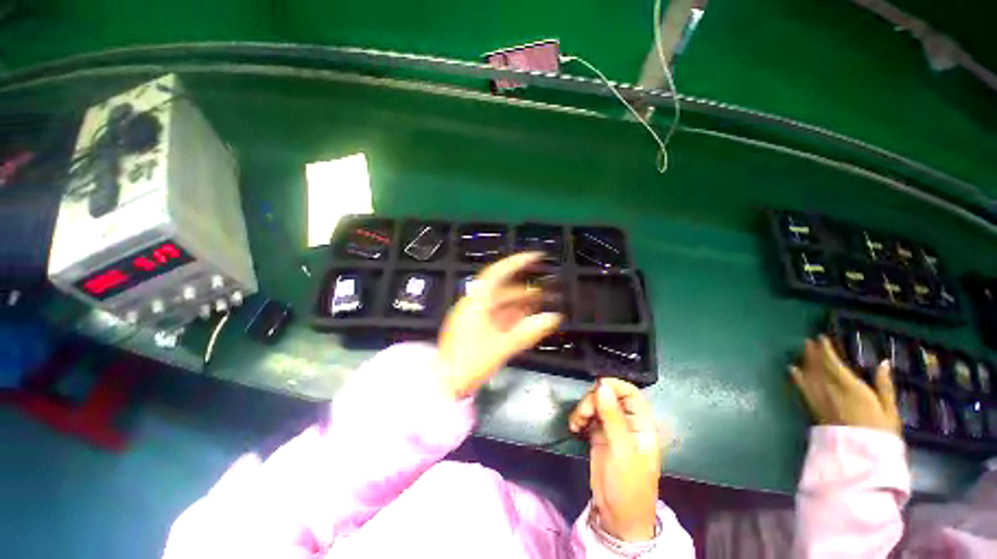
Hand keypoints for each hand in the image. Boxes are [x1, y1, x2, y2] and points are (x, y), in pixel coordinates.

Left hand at [438, 252, 561, 398]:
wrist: (444, 384)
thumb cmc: (470, 361)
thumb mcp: (501, 346)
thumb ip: (528, 331)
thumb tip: (553, 318)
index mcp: (476, 302)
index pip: (497, 273)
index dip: (517, 262)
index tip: (536, 257)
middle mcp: (474, 304)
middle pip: (502, 289)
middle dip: (524, 288)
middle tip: (545, 290)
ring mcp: (473, 316)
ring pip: (500, 303)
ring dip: (519, 302)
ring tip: (540, 303)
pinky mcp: (474, 328)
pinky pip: (496, 315)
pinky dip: (511, 315)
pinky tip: (525, 318)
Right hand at [569, 378, 660, 541]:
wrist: (618, 517)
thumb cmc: (629, 485)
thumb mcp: (622, 450)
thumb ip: (612, 416)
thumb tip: (602, 385)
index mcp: (641, 424)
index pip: (631, 393)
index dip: (615, 385)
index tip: (596, 385)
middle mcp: (626, 422)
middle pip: (609, 396)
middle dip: (593, 400)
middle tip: (583, 413)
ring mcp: (611, 429)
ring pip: (596, 405)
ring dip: (583, 409)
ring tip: (576, 423)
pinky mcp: (597, 435)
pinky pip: (587, 417)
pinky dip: (578, 418)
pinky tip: (574, 427)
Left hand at [790, 335, 901, 434]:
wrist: (860, 457)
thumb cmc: (880, 434)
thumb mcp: (889, 410)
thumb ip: (885, 386)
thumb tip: (883, 362)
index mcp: (851, 388)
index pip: (833, 363)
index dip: (826, 350)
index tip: (821, 338)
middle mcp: (831, 390)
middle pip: (818, 367)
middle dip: (813, 352)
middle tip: (809, 341)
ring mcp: (820, 400)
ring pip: (809, 375)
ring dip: (805, 361)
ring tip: (803, 350)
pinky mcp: (813, 409)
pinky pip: (802, 389)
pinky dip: (796, 377)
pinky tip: (791, 369)